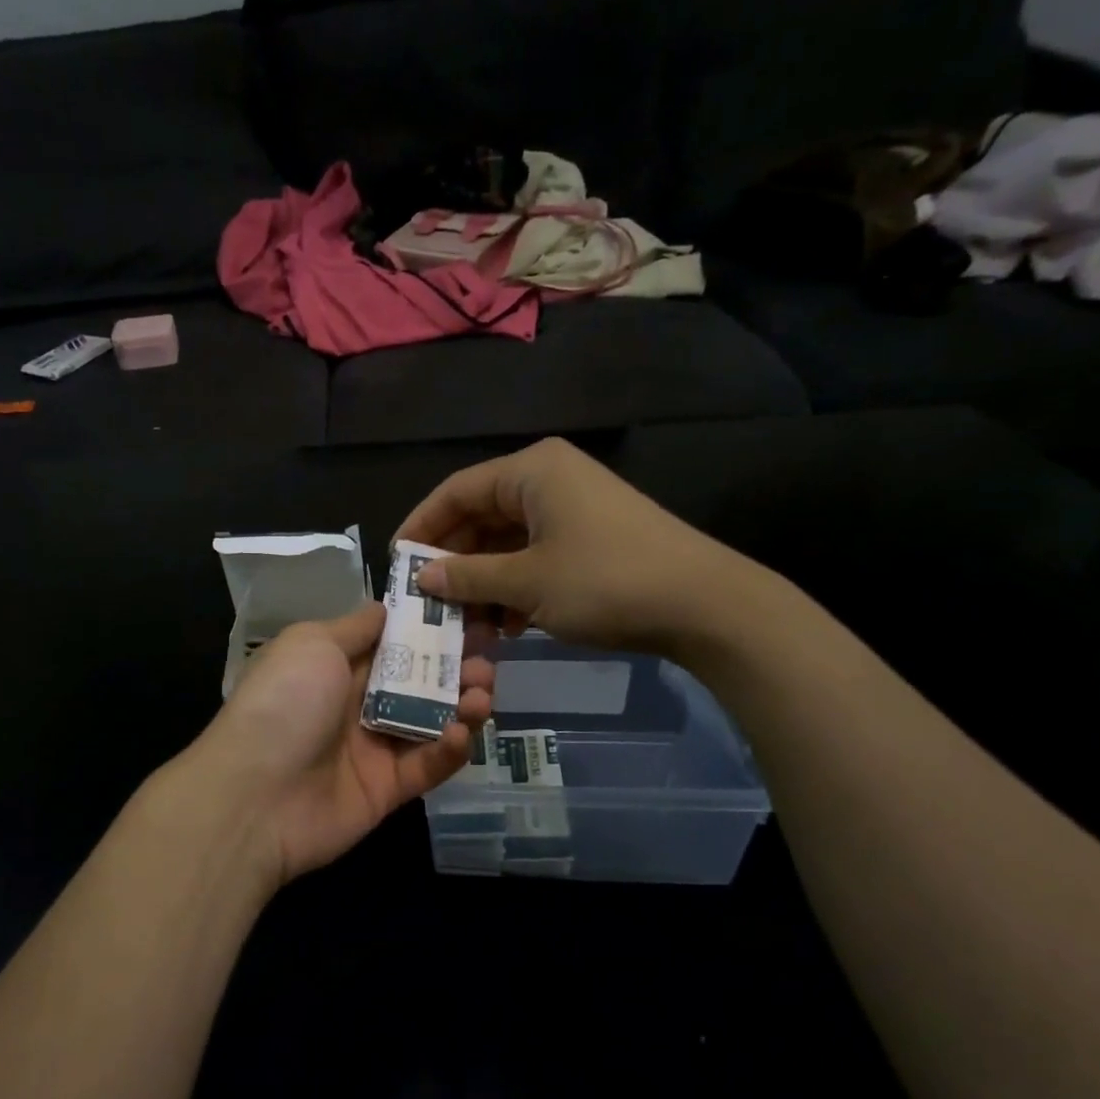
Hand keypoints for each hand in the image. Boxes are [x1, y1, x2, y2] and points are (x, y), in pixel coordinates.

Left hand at [184, 604, 494, 890]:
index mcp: (338, 664)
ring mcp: (374, 747)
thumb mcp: (312, 644)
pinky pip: (428, 764)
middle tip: (488, 655)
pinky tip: (460, 732)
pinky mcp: (389, 788)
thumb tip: (385, 608)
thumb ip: (355, 627)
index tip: (471, 612)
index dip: (432, 627)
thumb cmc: (284, 703)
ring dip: (463, 703)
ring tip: (482, 692)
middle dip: (457, 664)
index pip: (395, 640)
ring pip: (432, 720)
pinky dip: (450, 748)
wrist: (255, 795)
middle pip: (420, 679)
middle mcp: (358, 702)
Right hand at [397, 437, 772, 658]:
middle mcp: (549, 480)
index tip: (395, 565)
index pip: (456, 492)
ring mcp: (573, 510)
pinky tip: (506, 626)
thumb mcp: (527, 582)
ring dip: (484, 583)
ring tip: (465, 625)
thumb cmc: (604, 581)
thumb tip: (422, 578)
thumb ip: (468, 577)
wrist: (703, 604)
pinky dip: (515, 588)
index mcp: (531, 472)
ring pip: (507, 543)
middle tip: (427, 603)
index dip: (420, 527)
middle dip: (454, 564)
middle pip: (481, 517)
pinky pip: (535, 557)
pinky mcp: (591, 539)